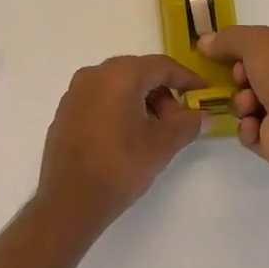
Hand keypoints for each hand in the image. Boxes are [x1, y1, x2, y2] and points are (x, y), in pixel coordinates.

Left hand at [37, 55, 206, 233]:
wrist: (68, 202)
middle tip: (178, 120)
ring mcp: (75, 92)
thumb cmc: (119, 167)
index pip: (161, 66)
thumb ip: (187, 124)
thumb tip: (203, 116)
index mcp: (119, 75)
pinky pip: (100, 97)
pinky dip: (120, 107)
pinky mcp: (65, 111)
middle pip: (139, 72)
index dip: (186, 78)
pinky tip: (128, 135)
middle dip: (163, 92)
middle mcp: (94, 74)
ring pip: (118, 84)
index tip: (203, 92)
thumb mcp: (161, 146)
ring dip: (142, 100)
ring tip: (154, 132)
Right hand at [196, 25, 268, 174]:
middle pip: (258, 76)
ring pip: (252, 104)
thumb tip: (204, 42)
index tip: (228, 53)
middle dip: (241, 78)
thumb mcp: (256, 40)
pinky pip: (253, 131)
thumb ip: (228, 38)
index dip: (248, 49)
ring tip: (248, 105)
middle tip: (240, 79)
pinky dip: (248, 128)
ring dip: (242, 103)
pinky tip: (253, 126)